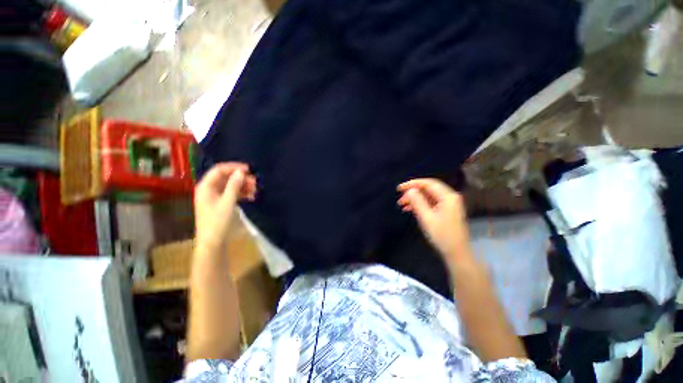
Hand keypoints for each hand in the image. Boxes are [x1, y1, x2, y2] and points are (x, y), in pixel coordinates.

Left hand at [194, 163, 256, 251]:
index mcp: (206, 187)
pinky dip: (241, 193)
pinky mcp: (221, 203)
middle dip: (241, 178)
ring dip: (243, 186)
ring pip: (231, 186)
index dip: (234, 167)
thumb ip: (234, 186)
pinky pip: (232, 193)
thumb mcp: (227, 202)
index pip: (219, 170)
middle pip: (226, 178)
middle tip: (255, 182)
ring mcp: (215, 196)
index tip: (249, 170)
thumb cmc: (218, 222)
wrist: (213, 242)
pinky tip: (251, 196)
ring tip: (255, 190)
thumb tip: (241, 172)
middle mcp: (209, 189)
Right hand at [397, 178, 472, 265]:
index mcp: (448, 196)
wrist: (456, 253)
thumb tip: (410, 190)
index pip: (428, 183)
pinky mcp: (446, 210)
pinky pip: (430, 203)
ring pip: (428, 196)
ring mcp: (448, 204)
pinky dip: (420, 204)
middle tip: (400, 199)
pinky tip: (410, 209)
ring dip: (415, 199)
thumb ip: (417, 202)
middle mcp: (449, 197)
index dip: (412, 184)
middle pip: (428, 189)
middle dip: (412, 192)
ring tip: (402, 205)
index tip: (399, 188)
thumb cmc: (442, 235)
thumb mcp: (426, 218)